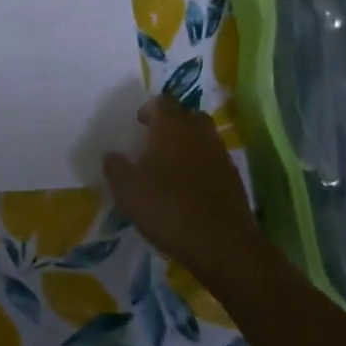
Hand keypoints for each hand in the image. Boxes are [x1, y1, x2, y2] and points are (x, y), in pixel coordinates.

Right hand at [105, 96, 264, 289]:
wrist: (222, 244)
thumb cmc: (168, 207)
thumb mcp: (127, 189)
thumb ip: (115, 167)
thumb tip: (112, 155)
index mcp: (171, 126)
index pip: (161, 102)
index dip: (149, 109)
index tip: (139, 123)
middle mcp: (198, 132)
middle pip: (186, 115)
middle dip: (172, 123)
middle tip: (155, 141)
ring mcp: (219, 154)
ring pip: (202, 137)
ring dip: (188, 144)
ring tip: (172, 164)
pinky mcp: (233, 177)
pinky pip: (213, 160)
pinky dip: (202, 165)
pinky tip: (190, 187)